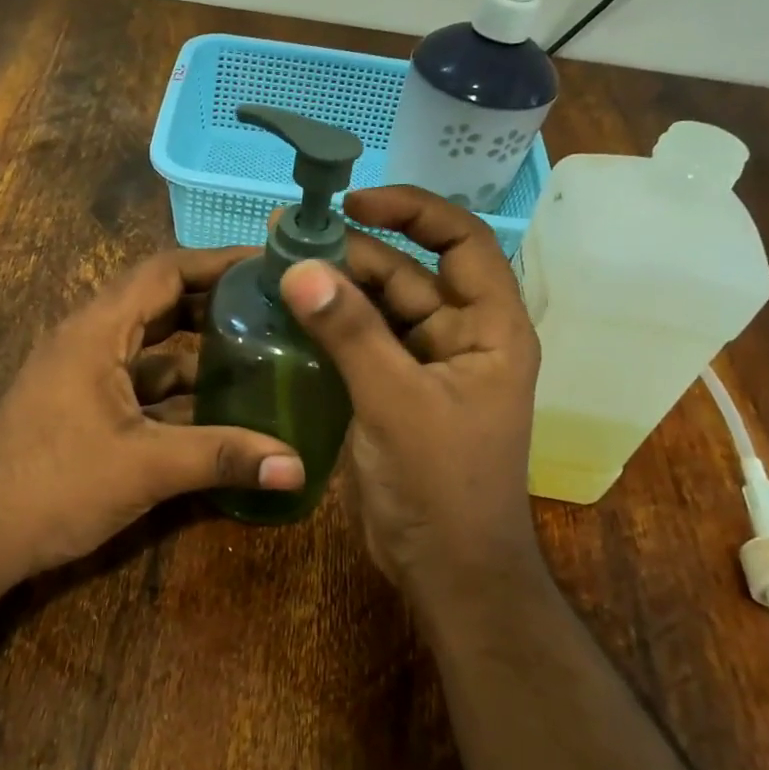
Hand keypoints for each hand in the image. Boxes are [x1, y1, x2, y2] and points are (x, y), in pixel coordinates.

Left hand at [0, 247, 304, 581]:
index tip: (268, 265)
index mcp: (96, 330)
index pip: (164, 271)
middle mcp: (88, 340)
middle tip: (274, 310)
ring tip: (259, 355)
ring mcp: (83, 375)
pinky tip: (218, 410)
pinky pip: (139, 383)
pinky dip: (178, 390)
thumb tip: (298, 467)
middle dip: (215, 304)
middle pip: (160, 303)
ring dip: (198, 352)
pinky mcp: (83, 408)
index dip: (217, 262)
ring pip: (151, 348)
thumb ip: (224, 458)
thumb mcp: (147, 466)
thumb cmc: (56, 485)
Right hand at [277, 187, 541, 602]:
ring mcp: (426, 370)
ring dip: (337, 291)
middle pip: (409, 275)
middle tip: (286, 237)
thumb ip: (350, 332)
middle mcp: (462, 339)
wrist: (447, 568)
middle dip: (354, 254)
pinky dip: (331, 331)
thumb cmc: (441, 482)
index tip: (352, 202)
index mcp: (490, 328)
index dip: (411, 211)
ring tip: (278, 269)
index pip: (460, 241)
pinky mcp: (395, 397)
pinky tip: (288, 318)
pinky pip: (362, 348)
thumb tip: (300, 267)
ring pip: (380, 312)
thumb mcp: (395, 400)